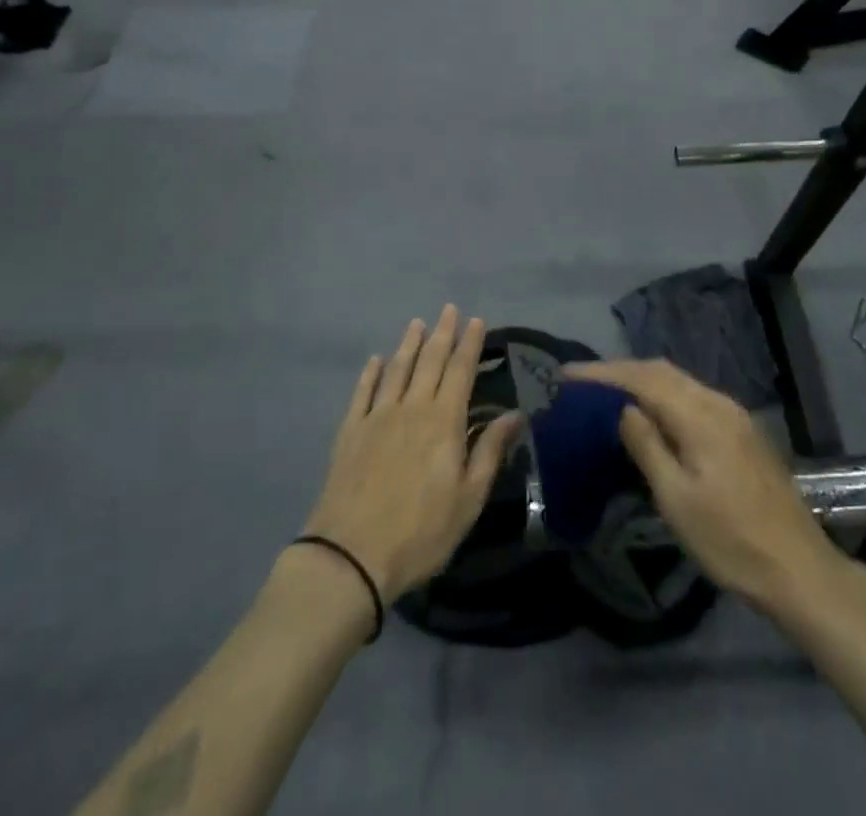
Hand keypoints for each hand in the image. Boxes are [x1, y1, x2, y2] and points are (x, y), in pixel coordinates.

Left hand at [302, 307, 522, 600]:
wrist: (350, 556)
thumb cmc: (420, 532)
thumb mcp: (468, 499)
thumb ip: (490, 451)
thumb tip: (515, 414)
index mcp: (444, 422)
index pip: (461, 371)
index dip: (470, 344)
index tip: (476, 320)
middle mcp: (412, 408)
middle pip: (429, 361)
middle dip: (442, 333)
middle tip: (449, 309)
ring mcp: (377, 417)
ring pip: (397, 370)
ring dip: (409, 344)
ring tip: (417, 323)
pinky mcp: (350, 432)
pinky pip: (362, 393)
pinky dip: (370, 373)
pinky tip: (375, 360)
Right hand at [565, 360, 843, 613]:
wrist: (798, 568)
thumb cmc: (730, 540)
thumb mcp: (676, 499)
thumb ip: (648, 446)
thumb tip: (623, 409)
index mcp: (700, 415)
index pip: (642, 379)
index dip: (603, 373)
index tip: (566, 374)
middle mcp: (718, 402)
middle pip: (662, 371)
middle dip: (620, 371)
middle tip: (582, 382)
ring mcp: (734, 414)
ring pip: (679, 381)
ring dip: (642, 380)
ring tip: (608, 392)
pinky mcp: (742, 430)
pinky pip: (693, 396)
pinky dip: (664, 394)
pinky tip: (651, 411)